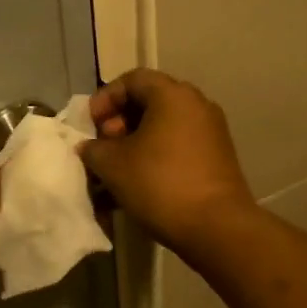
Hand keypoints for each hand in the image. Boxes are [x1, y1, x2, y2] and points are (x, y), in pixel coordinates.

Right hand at [79, 69, 256, 256]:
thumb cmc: (159, 184)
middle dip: (118, 123)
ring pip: (161, 128)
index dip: (104, 99)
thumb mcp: (112, 164)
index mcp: (173, 95)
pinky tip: (135, 185)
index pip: (132, 79)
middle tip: (103, 148)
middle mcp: (196, 105)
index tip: (90, 125)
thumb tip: (90, 147)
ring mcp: (210, 133)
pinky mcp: (216, 158)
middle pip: (148, 102)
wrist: (216, 228)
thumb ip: (93, 148)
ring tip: (114, 172)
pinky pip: (176, 147)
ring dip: (133, 145)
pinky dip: (153, 158)